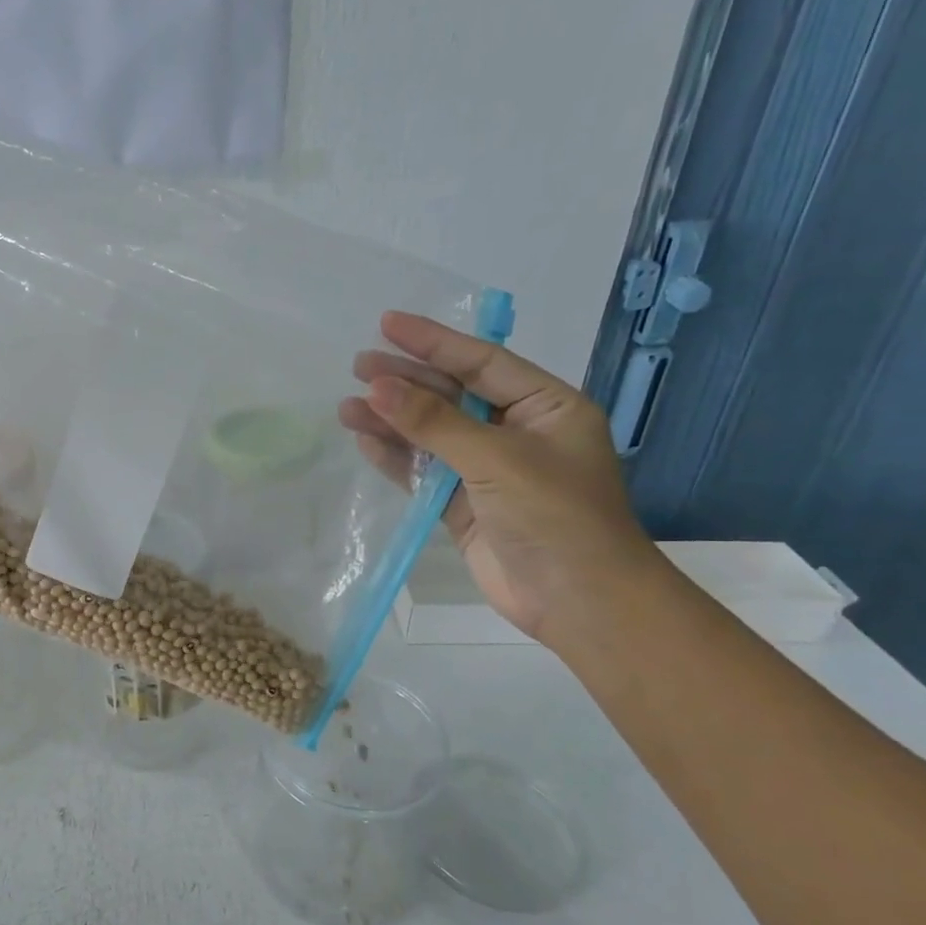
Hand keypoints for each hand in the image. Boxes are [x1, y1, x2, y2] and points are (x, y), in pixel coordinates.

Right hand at [338, 311, 663, 645]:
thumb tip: (376, 388)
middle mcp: (517, 432)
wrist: (578, 601)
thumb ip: (434, 423)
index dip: (434, 341)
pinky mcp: (463, 506)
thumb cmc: (554, 515)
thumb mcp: (496, 458)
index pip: (482, 362)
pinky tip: (365, 441)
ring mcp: (488, 471)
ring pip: (431, 435)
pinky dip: (396, 458)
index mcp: (546, 407)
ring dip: (392, 421)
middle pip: (452, 395)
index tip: (388, 323)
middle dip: (406, 381)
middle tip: (358, 366)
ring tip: (347, 406)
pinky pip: (424, 472)